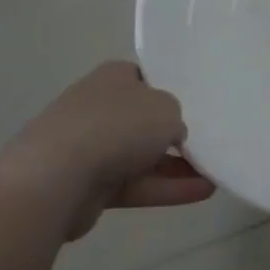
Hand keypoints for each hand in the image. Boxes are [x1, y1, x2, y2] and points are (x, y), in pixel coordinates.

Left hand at [0, 61, 214, 240]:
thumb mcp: (167, 108)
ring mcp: (91, 148)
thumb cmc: (116, 127)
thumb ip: (176, 117)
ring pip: (143, 155)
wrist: (55, 179)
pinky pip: (137, 184)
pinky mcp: (89, 186)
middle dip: (175, 132)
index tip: (198, 103)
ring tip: (215, 172)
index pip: (145, 77)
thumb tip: (171, 134)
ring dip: (178, 165)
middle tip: (210, 139)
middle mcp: (99, 108)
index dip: (171, 88)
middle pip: (144, 119)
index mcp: (113, 78)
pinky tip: (202, 192)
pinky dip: (166, 188)